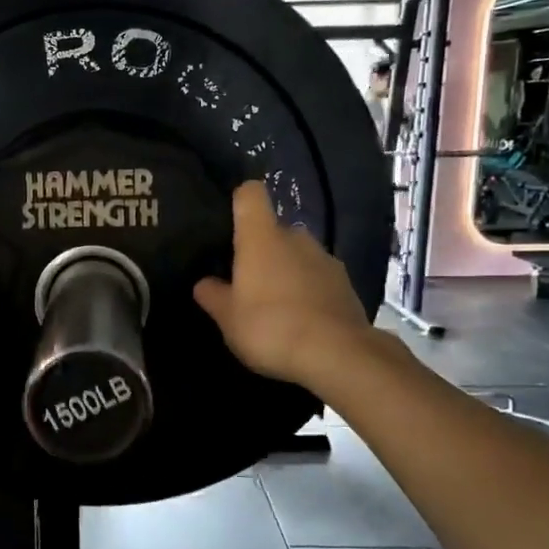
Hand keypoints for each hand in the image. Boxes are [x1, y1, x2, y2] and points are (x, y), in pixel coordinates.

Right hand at [193, 181, 390, 390]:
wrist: (336, 354)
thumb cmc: (270, 327)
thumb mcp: (227, 318)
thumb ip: (212, 295)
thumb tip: (204, 283)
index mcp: (262, 237)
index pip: (250, 194)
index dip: (238, 201)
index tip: (228, 223)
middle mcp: (296, 238)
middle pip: (273, 229)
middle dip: (260, 249)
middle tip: (245, 281)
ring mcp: (325, 259)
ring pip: (297, 254)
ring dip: (285, 271)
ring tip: (273, 305)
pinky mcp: (345, 283)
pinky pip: (317, 277)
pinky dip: (306, 290)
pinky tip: (299, 319)